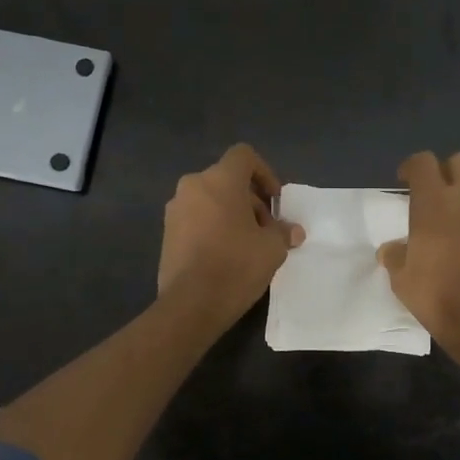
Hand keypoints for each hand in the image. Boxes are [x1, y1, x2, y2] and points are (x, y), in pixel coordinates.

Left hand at [157, 145, 304, 328]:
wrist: (191, 303)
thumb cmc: (237, 265)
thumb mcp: (272, 248)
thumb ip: (283, 232)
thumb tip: (292, 231)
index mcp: (220, 180)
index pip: (244, 156)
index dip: (264, 173)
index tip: (275, 201)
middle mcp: (193, 186)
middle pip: (227, 180)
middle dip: (250, 200)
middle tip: (266, 229)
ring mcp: (175, 209)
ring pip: (211, 200)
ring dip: (231, 214)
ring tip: (248, 244)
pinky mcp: (167, 233)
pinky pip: (196, 218)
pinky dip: (213, 227)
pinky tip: (226, 255)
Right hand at [378, 151, 459, 374]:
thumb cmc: (436, 295)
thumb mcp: (401, 279)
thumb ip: (395, 256)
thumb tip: (392, 249)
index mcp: (434, 205)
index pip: (424, 163)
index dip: (412, 167)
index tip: (403, 182)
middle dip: (444, 170)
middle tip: (429, 194)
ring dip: (458, 201)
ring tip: (441, 231)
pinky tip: (459, 252)